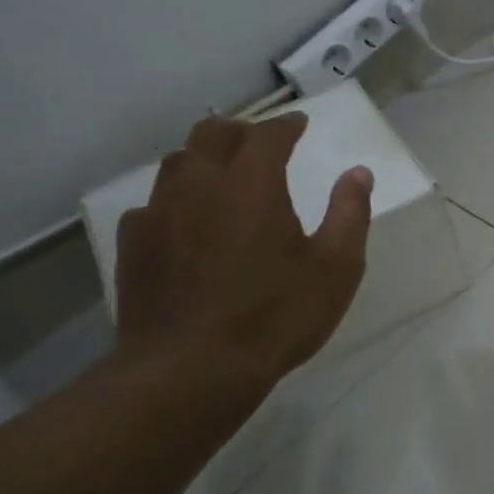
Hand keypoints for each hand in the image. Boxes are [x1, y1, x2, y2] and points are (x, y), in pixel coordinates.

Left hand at [112, 114, 372, 398]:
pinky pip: (154, 203)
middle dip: (241, 130)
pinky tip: (185, 222)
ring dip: (204, 158)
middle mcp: (200, 184)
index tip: (300, 124)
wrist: (191, 370)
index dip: (286, 125)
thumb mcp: (336, 268)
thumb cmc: (276, 315)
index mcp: (252, 183)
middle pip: (212, 133)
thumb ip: (349, 213)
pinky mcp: (134, 244)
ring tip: (222, 174)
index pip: (268, 134)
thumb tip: (359, 173)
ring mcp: (159, 212)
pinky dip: (176, 199)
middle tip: (260, 141)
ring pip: (178, 162)